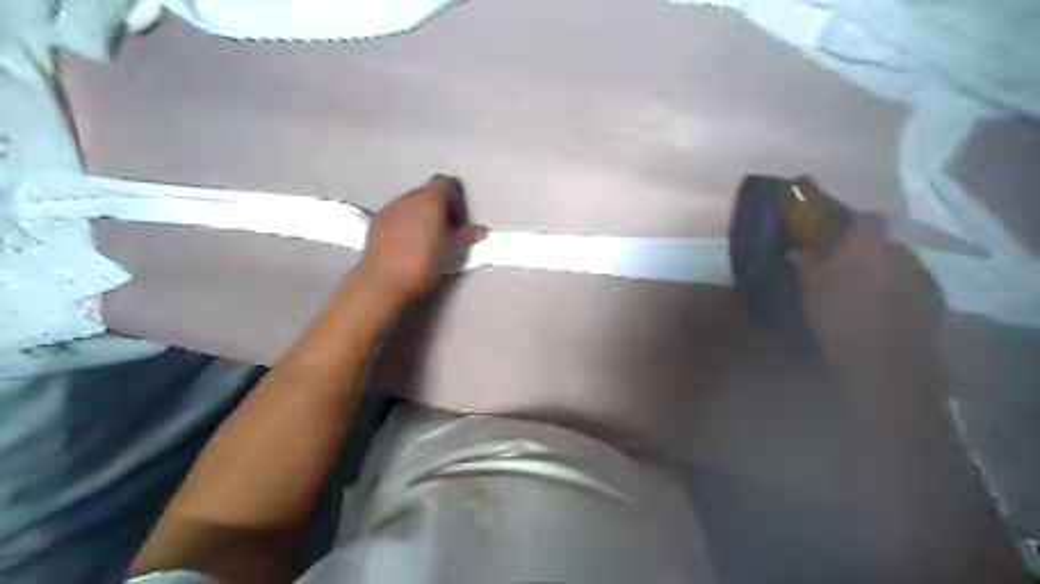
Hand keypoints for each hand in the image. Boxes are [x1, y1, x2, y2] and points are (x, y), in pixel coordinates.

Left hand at [357, 174, 486, 301]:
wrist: (384, 280)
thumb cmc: (424, 262)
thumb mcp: (452, 251)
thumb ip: (466, 236)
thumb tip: (480, 230)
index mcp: (429, 200)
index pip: (443, 182)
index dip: (453, 198)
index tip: (456, 220)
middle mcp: (407, 198)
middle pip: (426, 194)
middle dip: (436, 208)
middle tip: (443, 231)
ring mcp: (389, 208)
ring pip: (409, 205)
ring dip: (418, 216)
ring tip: (422, 240)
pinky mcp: (375, 221)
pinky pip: (395, 216)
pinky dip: (402, 224)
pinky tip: (404, 245)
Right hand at [794, 216, 948, 372]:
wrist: (884, 361)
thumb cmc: (839, 316)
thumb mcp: (811, 291)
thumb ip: (805, 267)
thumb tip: (796, 251)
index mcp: (868, 244)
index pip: (867, 218)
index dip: (853, 225)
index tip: (837, 237)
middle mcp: (900, 252)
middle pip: (884, 243)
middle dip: (867, 253)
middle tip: (846, 270)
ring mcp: (922, 276)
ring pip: (899, 266)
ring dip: (884, 274)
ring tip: (864, 293)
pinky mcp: (935, 301)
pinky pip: (912, 287)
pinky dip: (898, 294)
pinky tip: (882, 311)